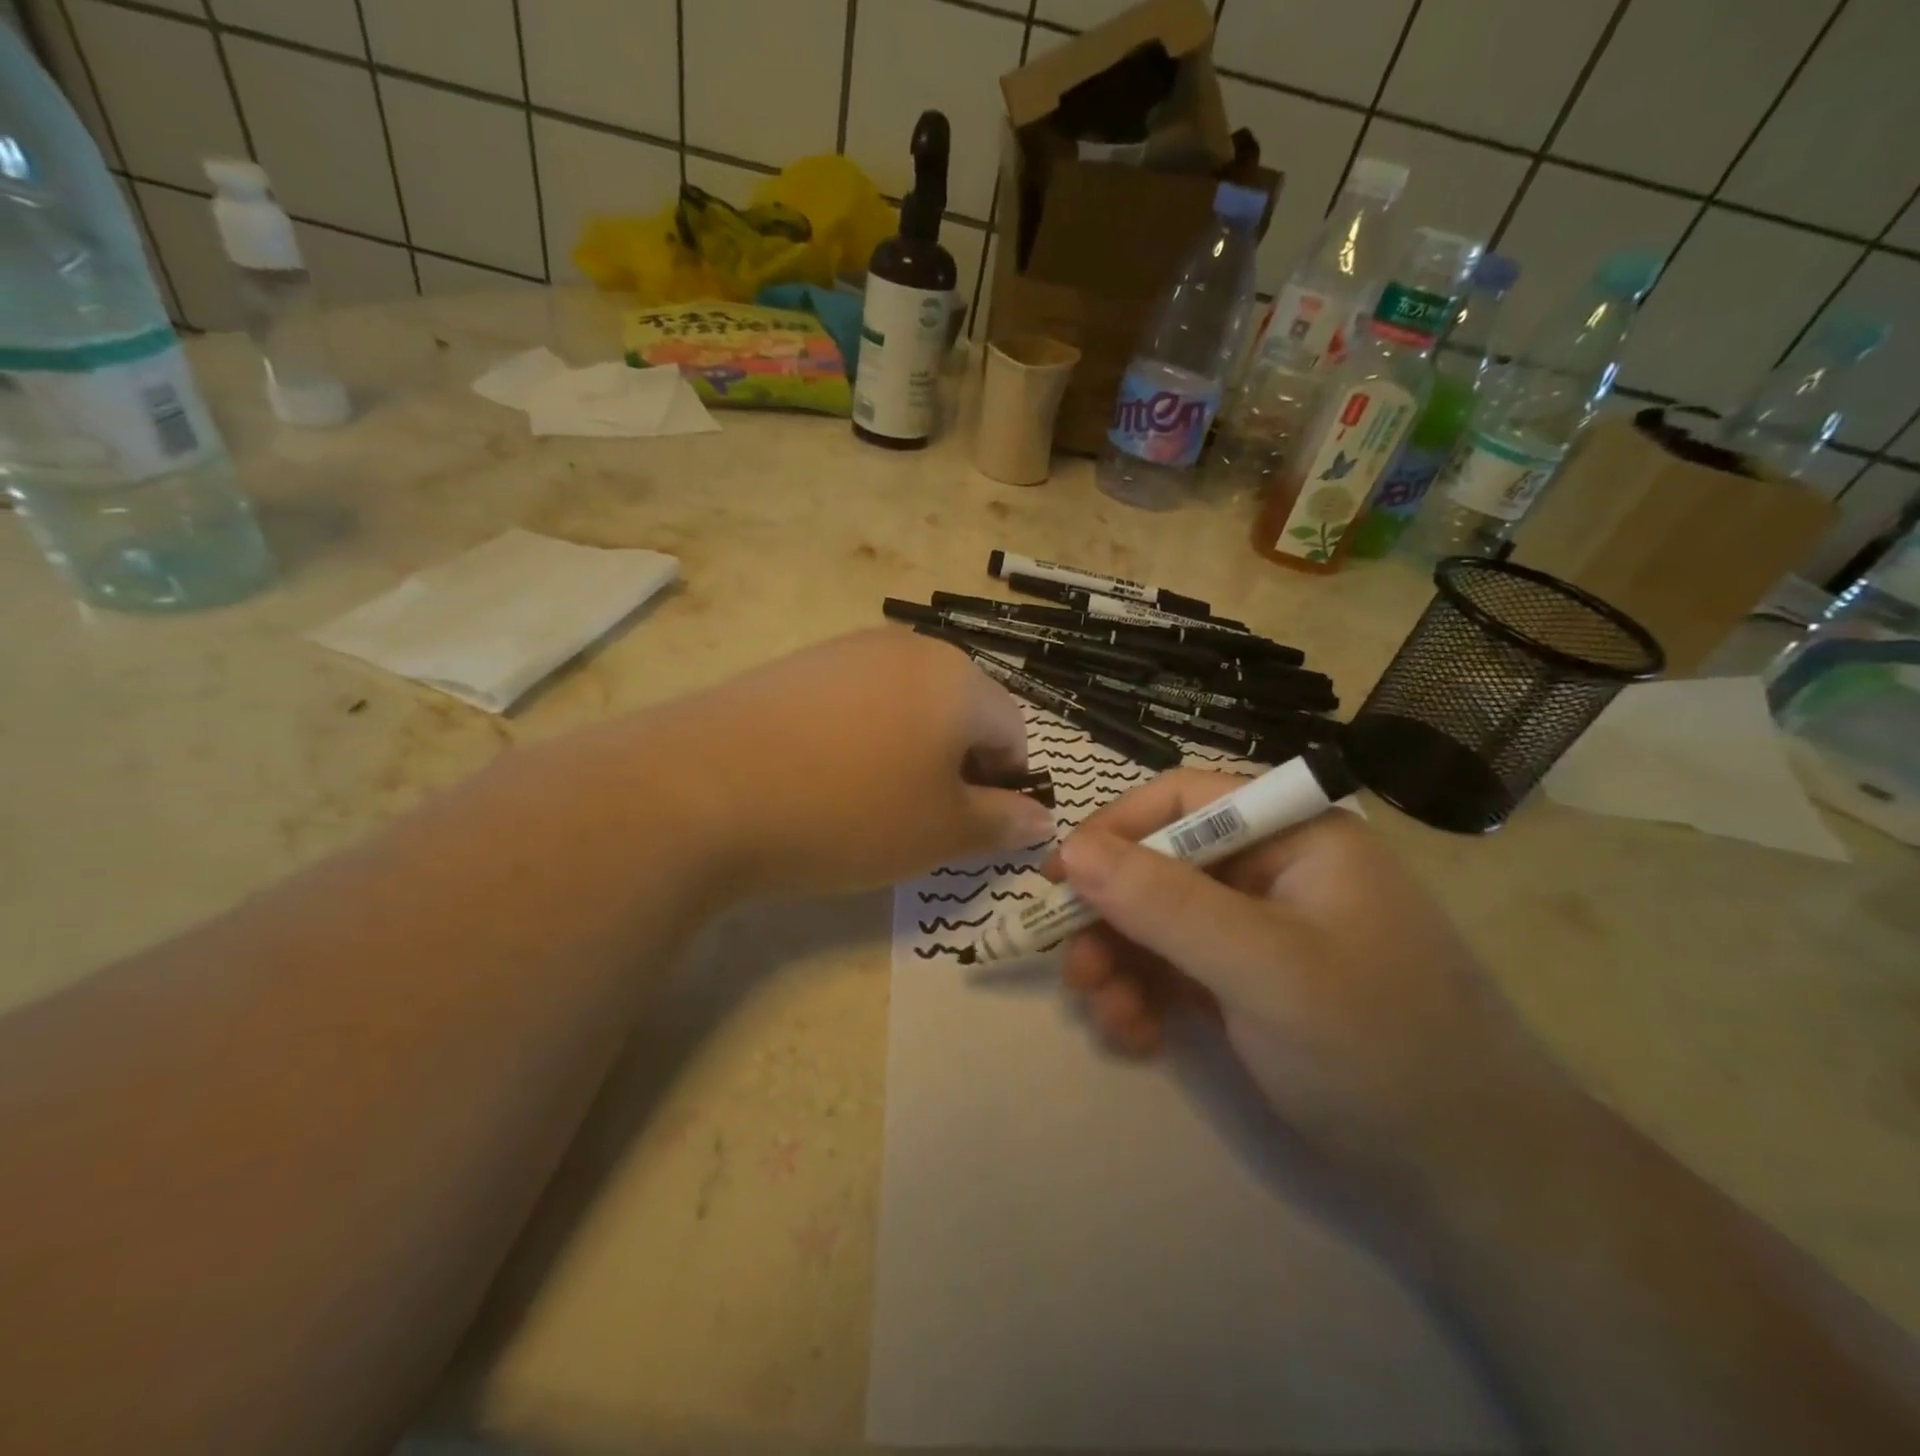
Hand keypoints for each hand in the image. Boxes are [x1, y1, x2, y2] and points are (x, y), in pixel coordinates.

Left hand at [664, 628, 1053, 897]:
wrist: (701, 789)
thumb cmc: (848, 812)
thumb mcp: (940, 831)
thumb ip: (1003, 823)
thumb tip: (1042, 820)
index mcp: (958, 679)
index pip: (1013, 731)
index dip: (1006, 784)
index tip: (973, 828)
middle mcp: (908, 648)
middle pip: (959, 711)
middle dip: (957, 766)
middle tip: (923, 819)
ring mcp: (844, 650)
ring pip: (905, 706)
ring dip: (908, 752)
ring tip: (869, 802)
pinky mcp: (795, 666)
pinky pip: (853, 703)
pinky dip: (859, 740)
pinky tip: (822, 778)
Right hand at [1051, 770, 1575, 1203]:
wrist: (1474, 1184)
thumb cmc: (1377, 1050)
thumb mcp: (1263, 968)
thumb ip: (1165, 904)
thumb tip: (1070, 850)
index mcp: (1296, 836)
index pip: (1184, 800)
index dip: (1115, 831)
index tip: (1059, 879)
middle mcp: (1276, 871)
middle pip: (1163, 866)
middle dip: (1114, 917)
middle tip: (1076, 969)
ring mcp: (1263, 931)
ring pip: (1161, 922)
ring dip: (1123, 963)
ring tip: (1108, 1015)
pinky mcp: (1252, 984)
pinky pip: (1178, 968)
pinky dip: (1148, 996)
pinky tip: (1139, 1036)